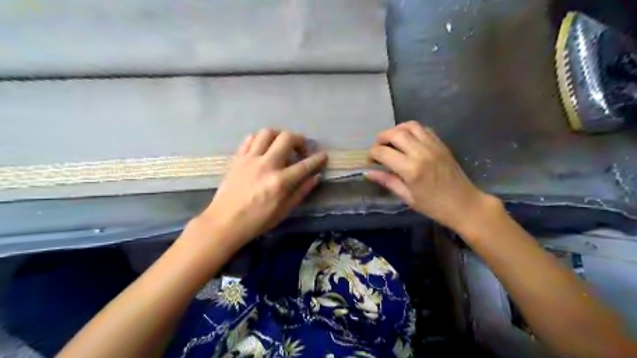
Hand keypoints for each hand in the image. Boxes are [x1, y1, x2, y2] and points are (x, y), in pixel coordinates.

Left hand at [196, 129, 325, 248]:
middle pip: (287, 138)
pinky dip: (260, 139)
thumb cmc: (257, 221)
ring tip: (281, 146)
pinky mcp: (238, 158)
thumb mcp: (284, 210)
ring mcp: (250, 159)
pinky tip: (263, 149)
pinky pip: (250, 139)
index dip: (318, 158)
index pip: (305, 164)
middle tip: (301, 150)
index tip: (323, 155)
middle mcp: (267, 165)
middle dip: (300, 140)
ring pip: (267, 132)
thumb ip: (301, 191)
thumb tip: (315, 177)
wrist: (225, 222)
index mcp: (280, 181)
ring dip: (279, 136)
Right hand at [363, 122, 496, 230]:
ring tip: (391, 140)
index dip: (372, 153)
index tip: (370, 159)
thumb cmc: (433, 206)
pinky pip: (423, 129)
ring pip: (410, 126)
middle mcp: (421, 152)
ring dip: (397, 130)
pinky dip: (411, 130)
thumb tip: (368, 173)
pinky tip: (408, 140)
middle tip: (378, 147)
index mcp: (411, 169)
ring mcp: (433, 146)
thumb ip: (387, 181)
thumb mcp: (407, 197)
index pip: (384, 152)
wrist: (464, 204)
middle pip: (395, 133)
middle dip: (381, 138)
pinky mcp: (441, 144)